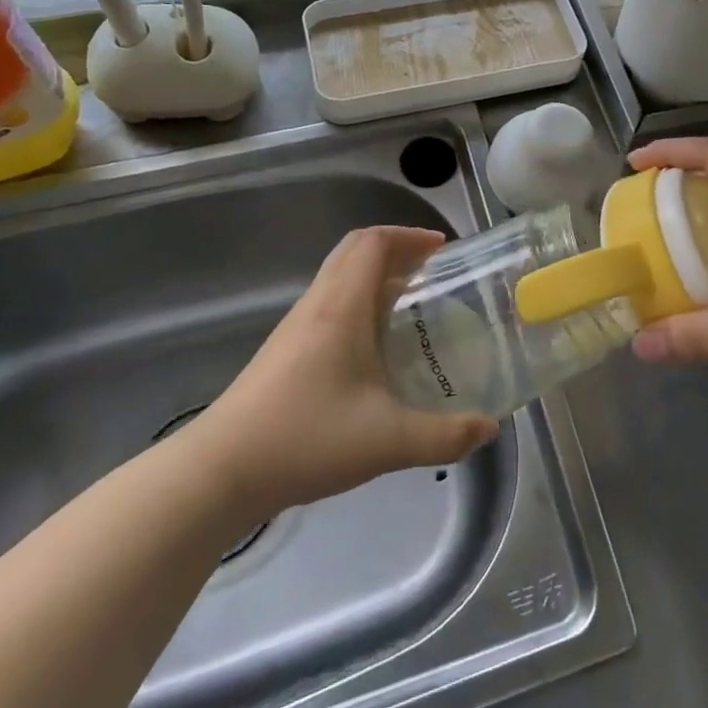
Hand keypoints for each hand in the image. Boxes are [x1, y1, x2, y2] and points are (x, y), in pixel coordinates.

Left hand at [190, 227, 498, 514]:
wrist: (220, 471)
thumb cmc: (305, 438)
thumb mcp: (387, 441)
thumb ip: (444, 436)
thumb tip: (488, 429)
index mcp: (341, 306)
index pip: (373, 242)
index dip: (410, 236)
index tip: (443, 250)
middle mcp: (318, 305)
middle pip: (355, 252)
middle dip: (397, 251)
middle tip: (433, 274)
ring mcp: (297, 327)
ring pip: (340, 278)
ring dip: (377, 278)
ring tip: (412, 307)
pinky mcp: (286, 351)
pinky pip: (330, 305)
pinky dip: (360, 304)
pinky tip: (376, 348)